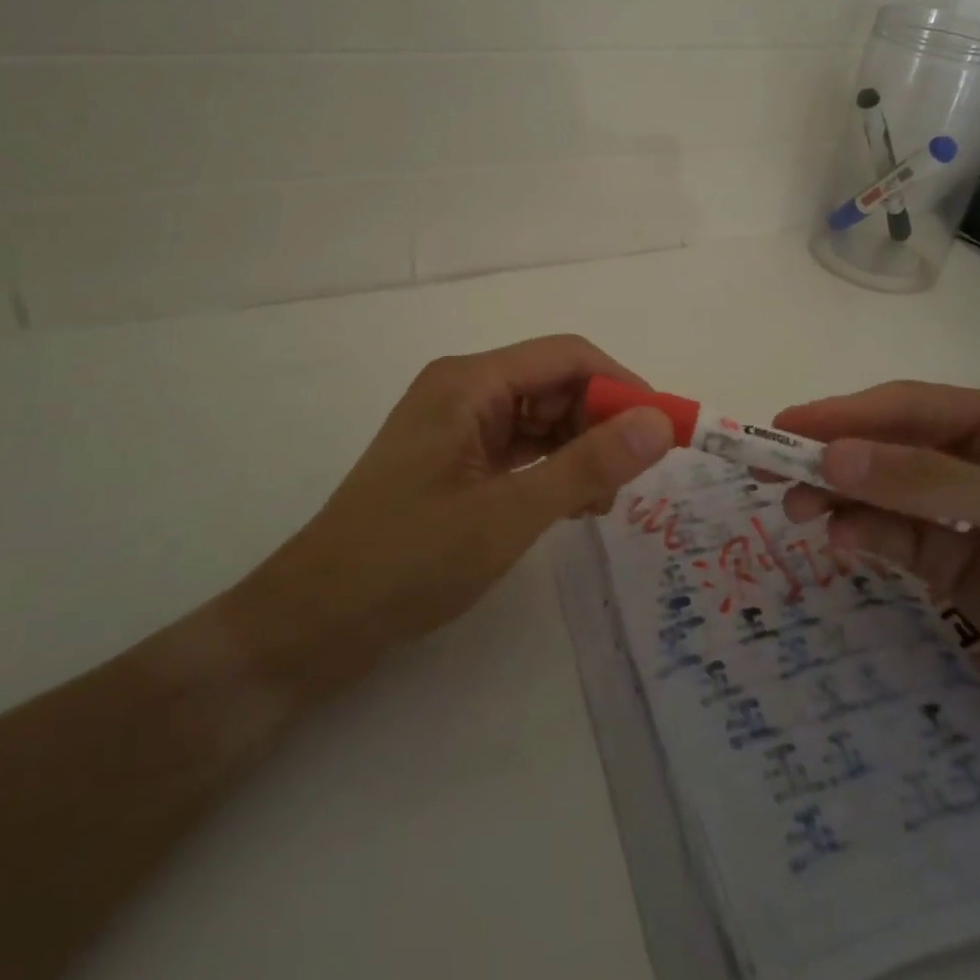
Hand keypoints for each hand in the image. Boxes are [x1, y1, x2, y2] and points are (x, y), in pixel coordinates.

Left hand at [227, 336, 673, 672]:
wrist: (315, 621)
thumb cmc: (409, 560)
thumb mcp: (509, 514)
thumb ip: (588, 466)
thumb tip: (660, 422)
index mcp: (469, 382)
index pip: (567, 357)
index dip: (622, 386)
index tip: (664, 432)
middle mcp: (464, 390)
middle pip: (554, 384)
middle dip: (601, 423)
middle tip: (632, 480)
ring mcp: (456, 425)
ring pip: (540, 417)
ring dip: (580, 449)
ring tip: (600, 504)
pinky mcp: (454, 459)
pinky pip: (520, 447)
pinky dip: (552, 468)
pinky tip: (570, 506)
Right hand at [775, 382, 979, 732]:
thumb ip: (925, 481)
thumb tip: (831, 457)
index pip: (906, 406)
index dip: (843, 413)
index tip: (784, 425)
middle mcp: (972, 456)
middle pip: (884, 445)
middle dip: (829, 455)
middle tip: (768, 468)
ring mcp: (956, 509)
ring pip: (878, 490)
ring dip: (836, 497)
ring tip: (795, 511)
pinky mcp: (947, 558)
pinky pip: (890, 534)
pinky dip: (861, 534)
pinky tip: (839, 541)